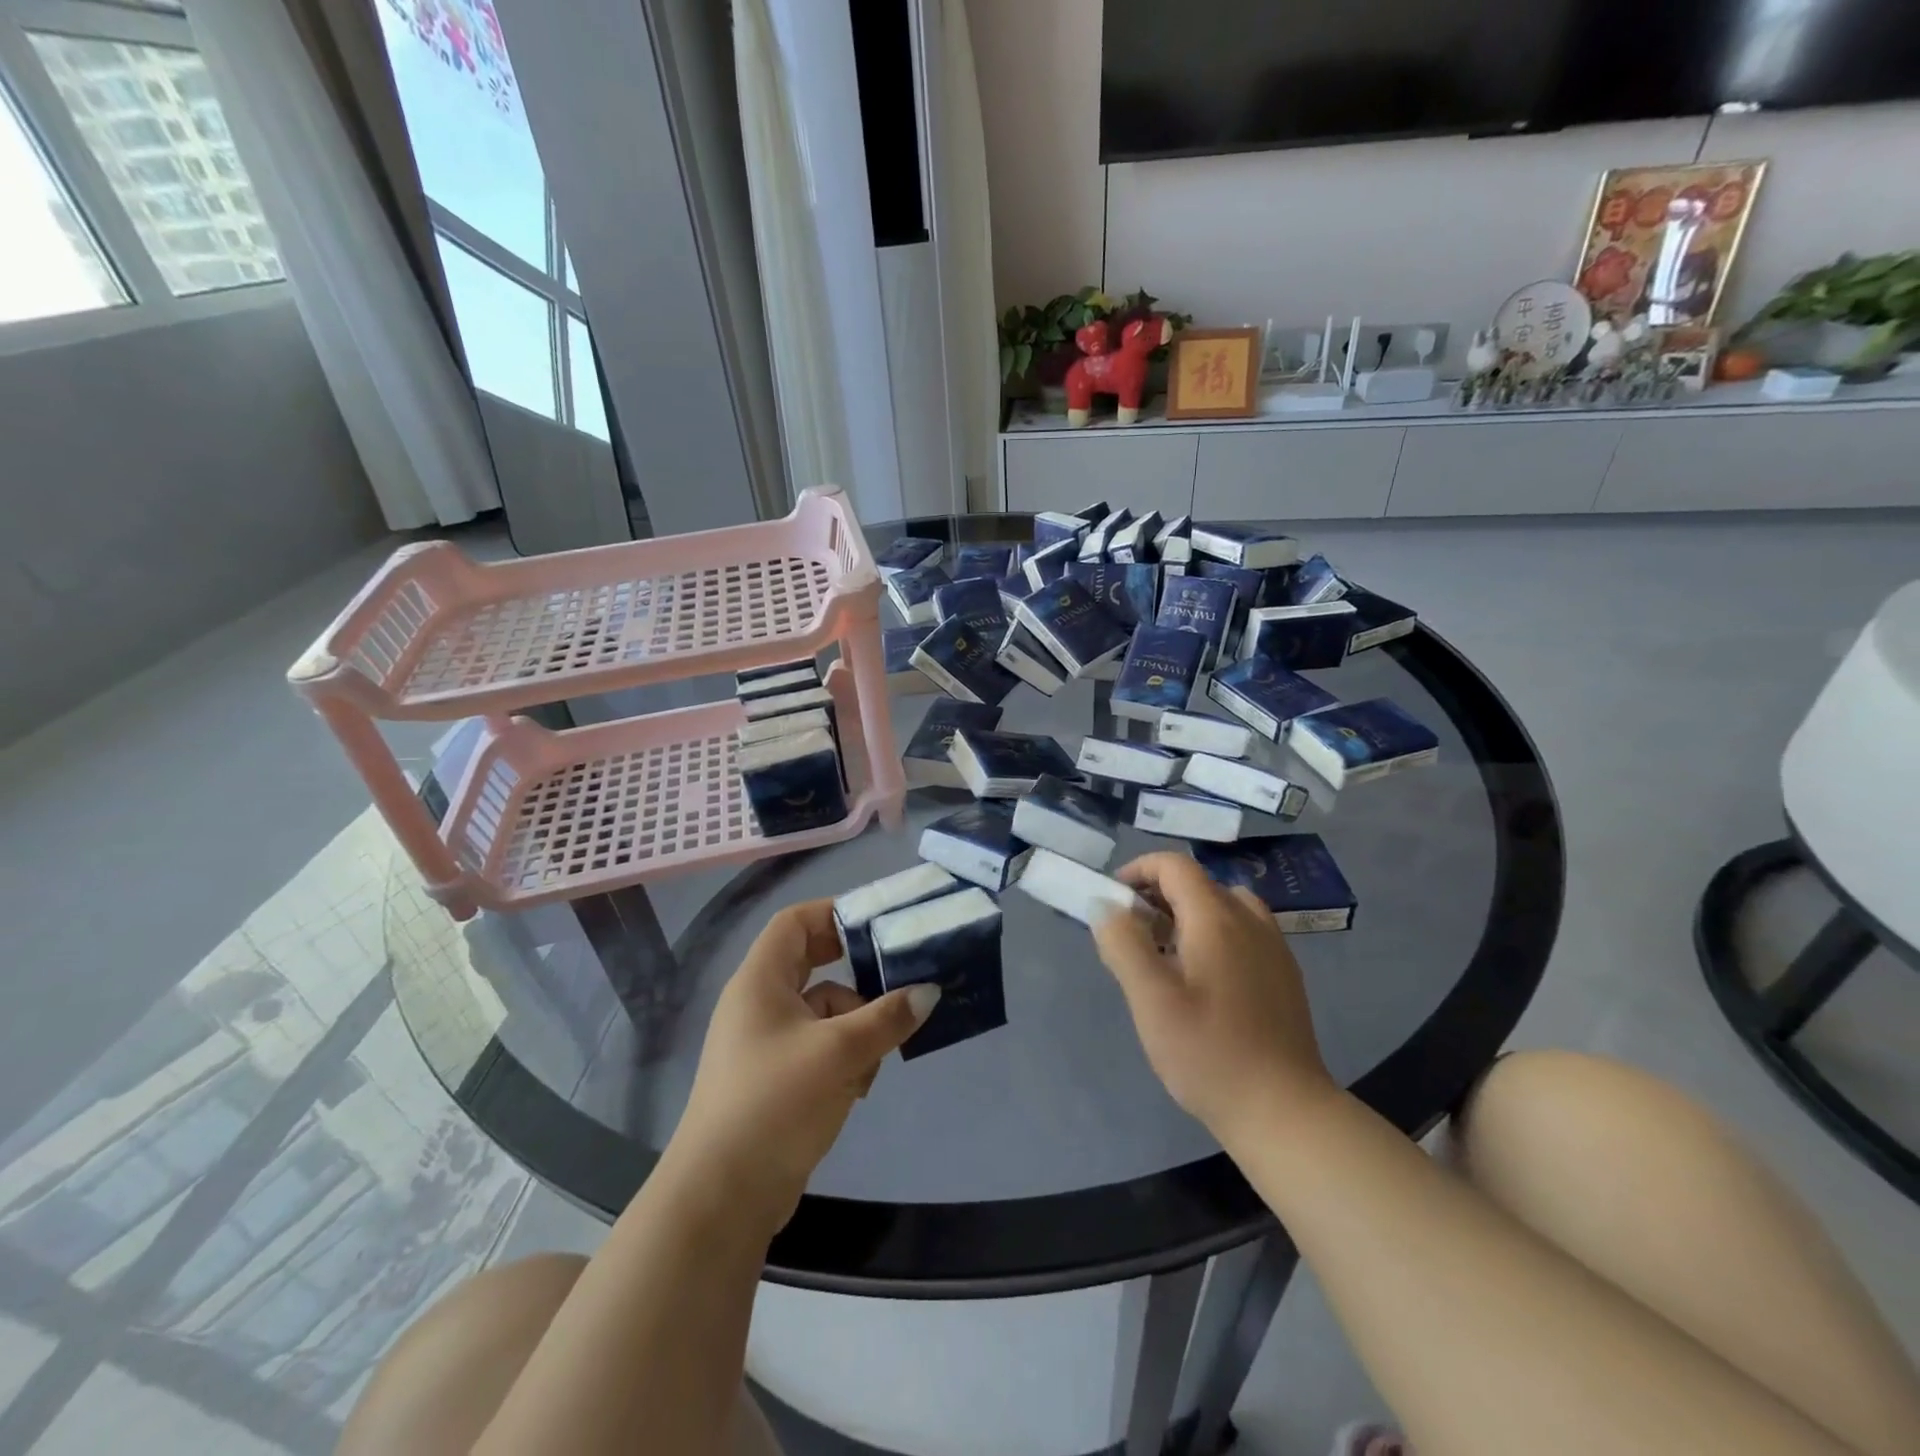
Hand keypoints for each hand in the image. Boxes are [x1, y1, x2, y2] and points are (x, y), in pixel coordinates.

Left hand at [668, 899, 939, 1233]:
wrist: (722, 1197)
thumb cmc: (774, 1103)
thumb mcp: (839, 1053)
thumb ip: (887, 1017)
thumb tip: (929, 991)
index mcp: (760, 981)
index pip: (795, 922)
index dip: (834, 913)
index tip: (879, 923)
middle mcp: (760, 1003)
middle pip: (815, 966)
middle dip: (857, 977)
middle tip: (898, 978)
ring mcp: (766, 1043)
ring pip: (824, 1012)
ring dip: (856, 1028)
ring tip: (875, 1059)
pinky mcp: (776, 1079)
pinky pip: (820, 1048)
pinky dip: (844, 1059)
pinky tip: (857, 1089)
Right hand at [1093, 853, 1337, 1146]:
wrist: (1284, 1111)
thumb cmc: (1209, 1053)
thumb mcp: (1150, 999)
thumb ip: (1123, 943)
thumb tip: (1104, 904)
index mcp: (1217, 918)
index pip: (1174, 866)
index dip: (1138, 871)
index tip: (1113, 903)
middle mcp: (1250, 920)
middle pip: (1198, 883)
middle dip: (1157, 896)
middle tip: (1132, 936)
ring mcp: (1273, 947)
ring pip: (1222, 906)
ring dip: (1187, 915)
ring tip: (1166, 955)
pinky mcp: (1283, 974)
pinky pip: (1242, 931)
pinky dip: (1213, 934)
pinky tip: (1203, 980)